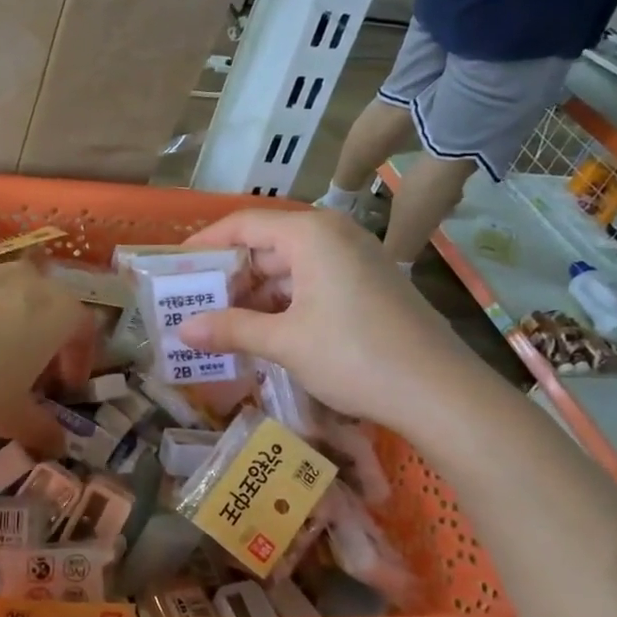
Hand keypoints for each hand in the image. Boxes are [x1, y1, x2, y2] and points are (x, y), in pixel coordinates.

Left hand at [0, 250, 90, 451]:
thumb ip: (42, 428)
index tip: (64, 387)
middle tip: (30, 370)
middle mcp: (26, 278)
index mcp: (56, 312)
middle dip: (47, 334)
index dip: (79, 359)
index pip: (84, 329)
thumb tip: (59, 445)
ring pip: (11, 284)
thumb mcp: (9, 418)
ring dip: (12, 311)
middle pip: (50, 302)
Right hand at [175, 209, 480, 429]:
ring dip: (255, 295)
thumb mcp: (285, 342)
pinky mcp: (368, 285)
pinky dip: (283, 304)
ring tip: (220, 325)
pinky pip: (312, 283)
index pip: (243, 224)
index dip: (205, 244)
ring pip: (289, 268)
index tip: (174, 268)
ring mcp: (355, 260)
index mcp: (311, 233)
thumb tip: (181, 331)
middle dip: (228, 276)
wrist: (441, 393)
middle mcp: (334, 235)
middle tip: (192, 304)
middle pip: (266, 245)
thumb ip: (230, 330)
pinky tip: (263, 332)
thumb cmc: (354, 356)